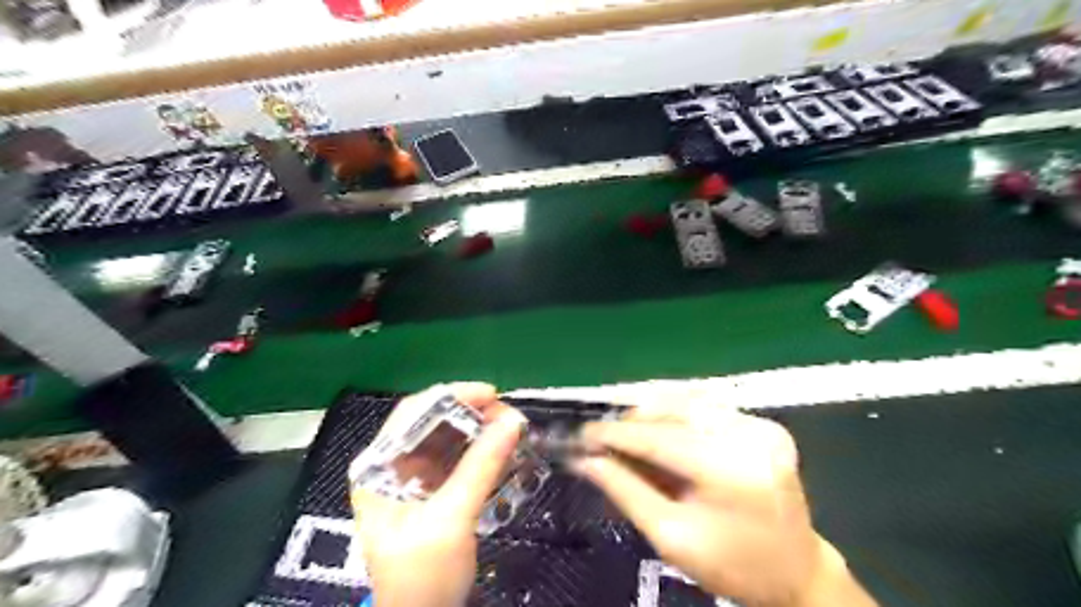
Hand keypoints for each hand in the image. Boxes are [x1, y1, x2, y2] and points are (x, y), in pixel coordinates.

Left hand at [353, 385, 525, 605]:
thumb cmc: (422, 577)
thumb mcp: (451, 519)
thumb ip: (481, 467)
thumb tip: (512, 421)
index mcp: (378, 468)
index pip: (412, 413)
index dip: (452, 396)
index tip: (492, 393)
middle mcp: (391, 465)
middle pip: (431, 422)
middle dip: (471, 413)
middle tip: (508, 414)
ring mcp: (412, 478)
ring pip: (447, 438)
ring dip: (479, 430)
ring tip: (511, 428)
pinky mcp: (432, 491)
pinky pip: (456, 458)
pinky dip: (479, 450)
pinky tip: (502, 449)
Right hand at [578, 403, 872, 606]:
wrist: (796, 572)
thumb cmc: (731, 565)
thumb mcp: (671, 537)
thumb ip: (625, 490)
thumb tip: (584, 459)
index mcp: (730, 471)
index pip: (658, 438)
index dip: (614, 434)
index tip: (581, 436)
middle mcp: (749, 436)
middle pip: (672, 412)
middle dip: (631, 423)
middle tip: (601, 440)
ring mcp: (762, 425)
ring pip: (688, 402)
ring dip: (651, 415)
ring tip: (627, 436)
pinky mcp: (765, 424)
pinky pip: (708, 408)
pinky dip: (677, 415)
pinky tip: (660, 430)